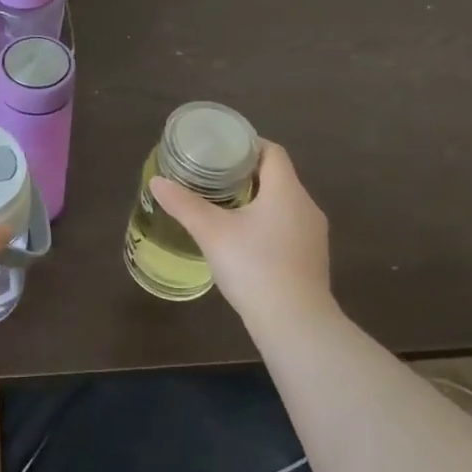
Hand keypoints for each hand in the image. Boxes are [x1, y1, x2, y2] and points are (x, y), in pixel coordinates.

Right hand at [149, 140, 331, 330]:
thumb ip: (184, 204)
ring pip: (284, 204)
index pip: (272, 151)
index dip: (247, 145)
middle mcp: (306, 206)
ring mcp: (314, 235)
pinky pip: (289, 228)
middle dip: (247, 174)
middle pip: (278, 177)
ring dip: (258, 200)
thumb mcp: (212, 232)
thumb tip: (157, 182)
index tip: (221, 150)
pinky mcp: (313, 260)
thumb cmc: (255, 267)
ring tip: (225, 206)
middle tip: (213, 177)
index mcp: (286, 190)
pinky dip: (268, 224)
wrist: (296, 326)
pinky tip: (245, 241)